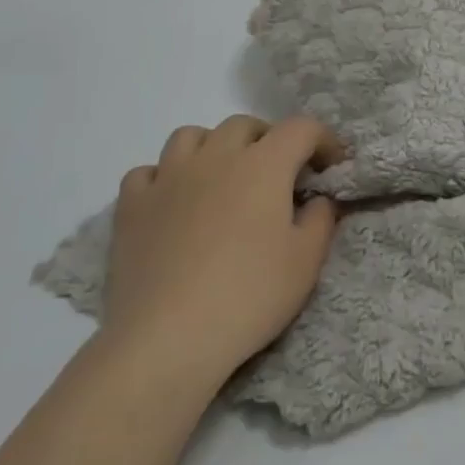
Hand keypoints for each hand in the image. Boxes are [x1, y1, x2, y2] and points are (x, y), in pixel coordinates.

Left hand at [100, 115, 342, 389]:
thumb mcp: (306, 262)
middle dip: (268, 140)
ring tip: (221, 178)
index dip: (322, 140)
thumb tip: (318, 198)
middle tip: (278, 174)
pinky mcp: (132, 205)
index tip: (331, 166)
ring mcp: (168, 176)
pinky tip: (172, 202)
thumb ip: (321, 219)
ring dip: (213, 147)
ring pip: (191, 136)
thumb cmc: (249, 296)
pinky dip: (163, 178)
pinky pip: (147, 172)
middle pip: (245, 125)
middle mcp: (216, 156)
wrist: (168, 338)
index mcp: (264, 164)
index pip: (301, 128)